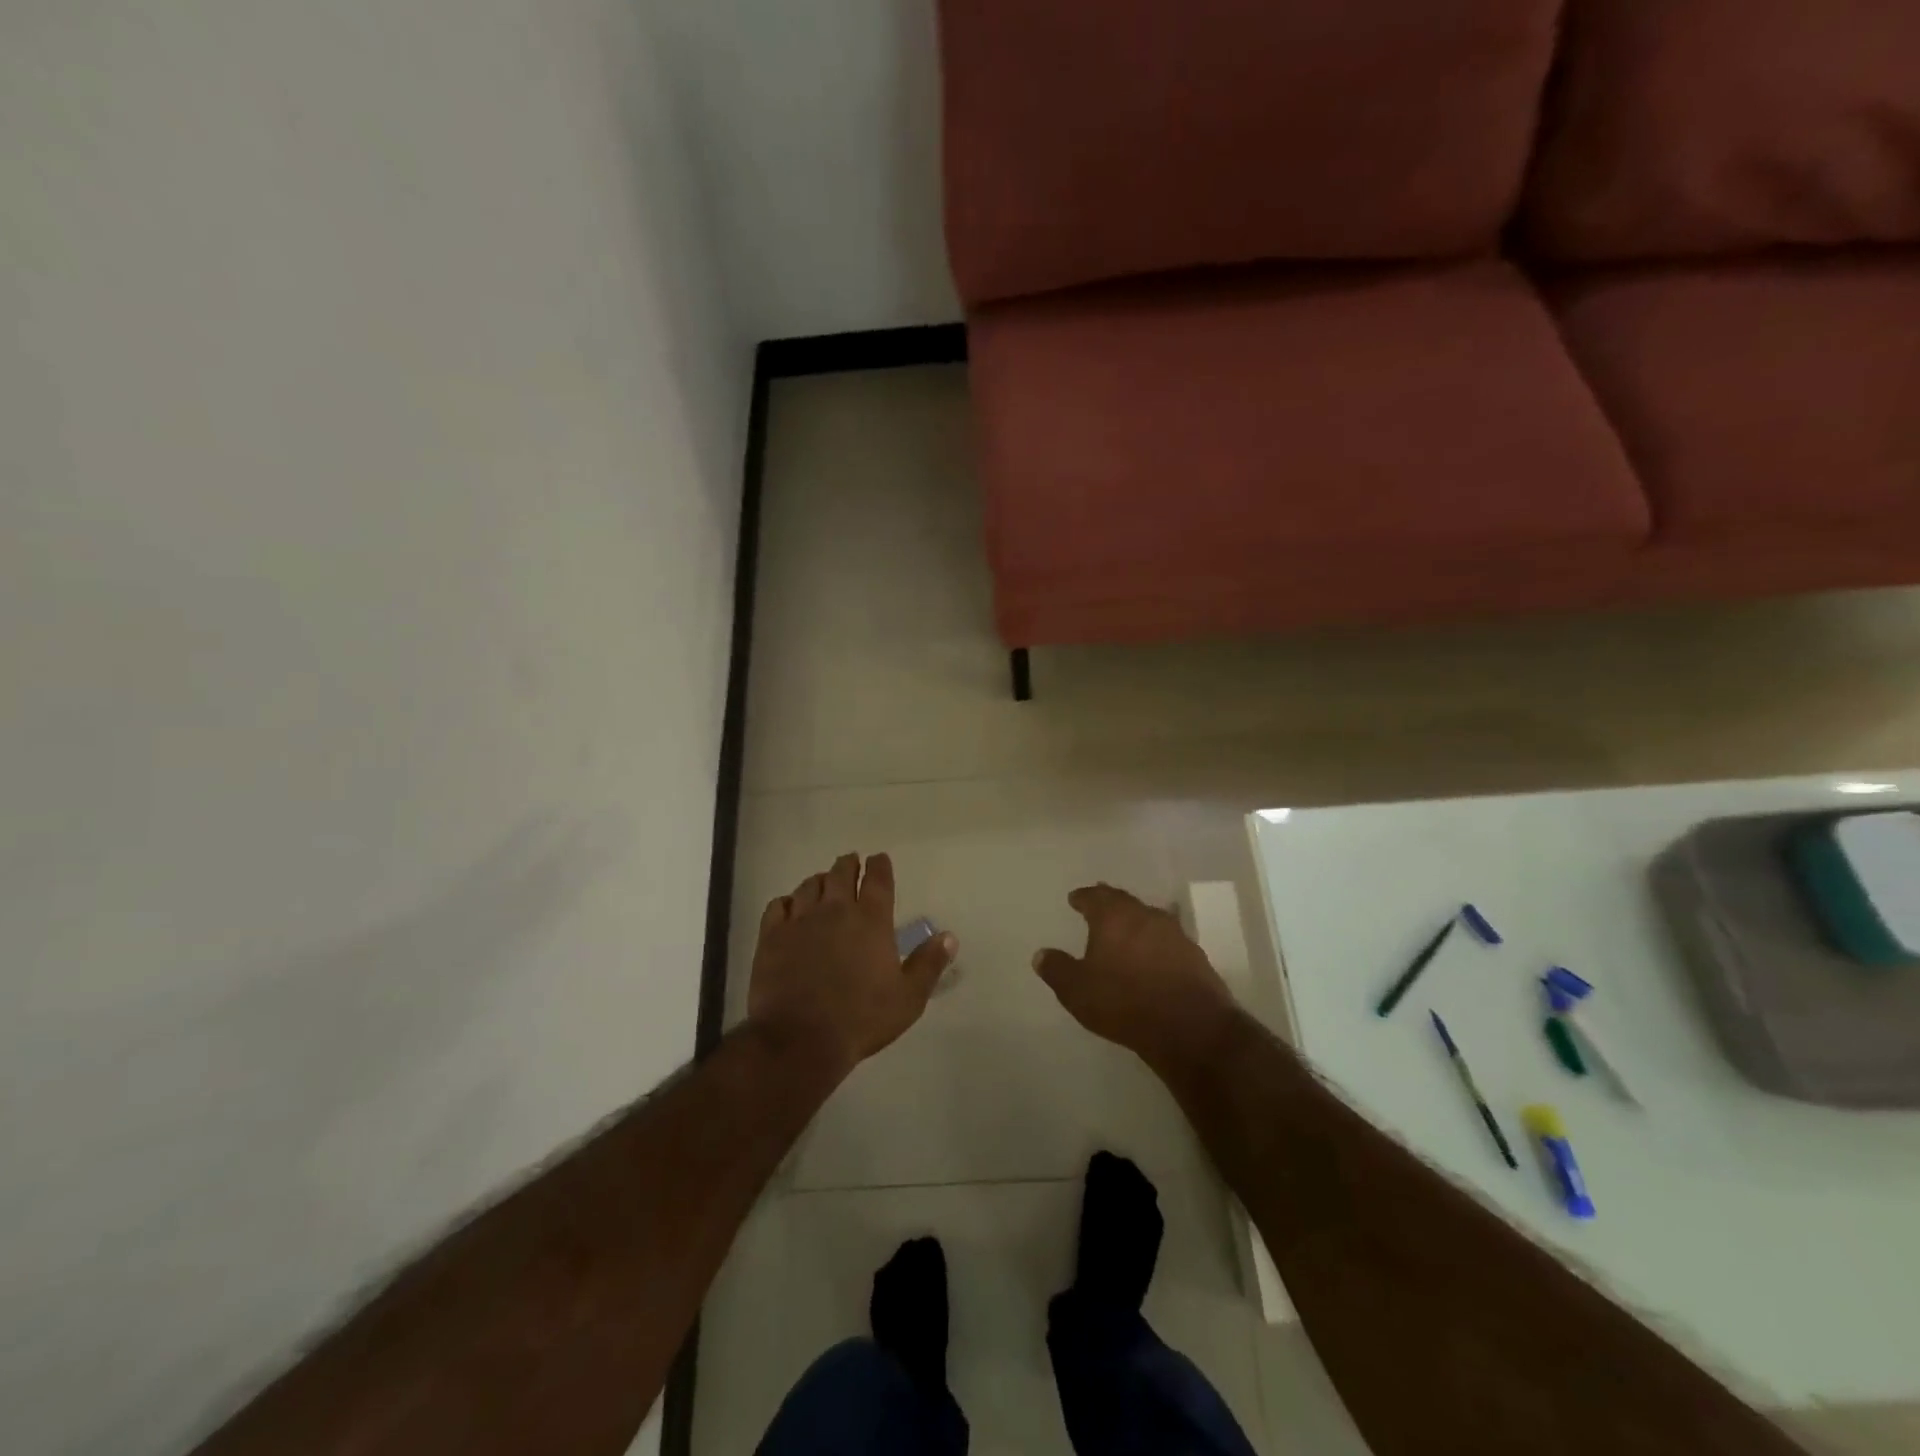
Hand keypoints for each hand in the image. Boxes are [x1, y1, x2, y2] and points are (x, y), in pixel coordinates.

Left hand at [747, 853, 956, 1078]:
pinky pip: (777, 906)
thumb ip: (929, 964)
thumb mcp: (908, 998)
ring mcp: (800, 921)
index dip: (880, 865)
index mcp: (871, 920)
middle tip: (851, 863)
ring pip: (810, 886)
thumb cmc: (861, 1019)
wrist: (801, 1039)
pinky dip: (787, 902)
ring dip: (820, 881)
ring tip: (823, 884)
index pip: (878, 879)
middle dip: (848, 865)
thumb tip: (949, 936)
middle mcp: (836, 910)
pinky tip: (789, 908)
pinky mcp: (771, 937)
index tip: (879, 858)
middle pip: (841, 873)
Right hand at [1033, 883, 1240, 1072]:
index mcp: (1114, 916)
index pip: (1094, 897)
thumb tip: (1041, 954)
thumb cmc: (1124, 1001)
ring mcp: (1175, 934)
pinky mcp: (1195, 956)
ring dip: (1135, 923)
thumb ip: (1057, 969)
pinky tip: (1152, 957)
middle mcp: (1145, 915)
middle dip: (1109, 903)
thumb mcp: (1077, 990)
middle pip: (1124, 902)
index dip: (1083, 897)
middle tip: (1098, 906)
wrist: (1190, 1027)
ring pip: (1149, 919)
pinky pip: (1168, 941)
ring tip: (1125, 932)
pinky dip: (1155, 944)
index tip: (1075, 898)